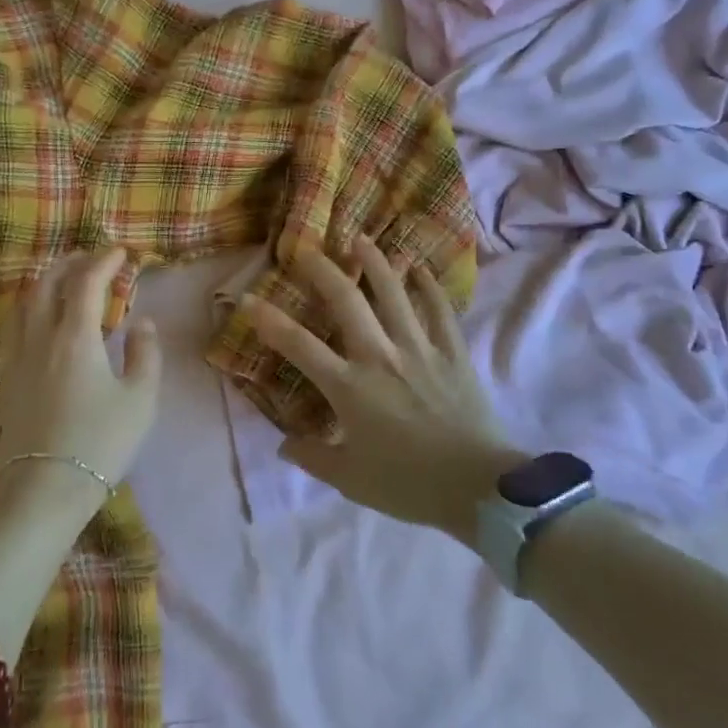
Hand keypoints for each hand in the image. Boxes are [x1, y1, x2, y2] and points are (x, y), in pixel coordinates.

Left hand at [0, 249, 162, 519]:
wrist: (44, 489)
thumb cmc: (100, 442)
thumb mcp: (140, 399)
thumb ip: (145, 354)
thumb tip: (142, 324)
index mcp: (75, 336)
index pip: (86, 282)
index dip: (103, 261)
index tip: (120, 253)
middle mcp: (40, 337)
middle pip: (47, 283)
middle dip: (70, 263)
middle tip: (91, 259)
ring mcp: (18, 357)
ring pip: (24, 301)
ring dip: (45, 281)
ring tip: (64, 281)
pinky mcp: (6, 378)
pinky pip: (14, 326)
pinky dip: (30, 307)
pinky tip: (41, 320)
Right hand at [245, 235, 522, 543]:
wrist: (479, 488)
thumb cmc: (408, 485)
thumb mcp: (350, 480)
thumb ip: (313, 458)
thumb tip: (284, 445)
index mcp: (349, 387)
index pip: (299, 345)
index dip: (268, 320)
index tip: (248, 298)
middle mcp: (380, 356)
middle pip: (346, 301)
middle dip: (323, 270)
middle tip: (307, 249)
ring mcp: (419, 349)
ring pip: (394, 293)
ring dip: (375, 262)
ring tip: (360, 239)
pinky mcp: (453, 353)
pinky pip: (440, 310)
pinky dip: (430, 287)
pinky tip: (420, 268)